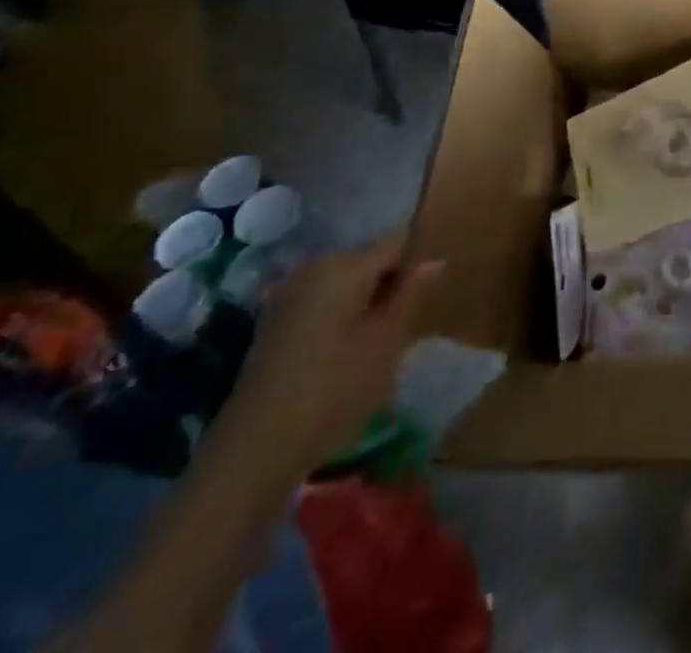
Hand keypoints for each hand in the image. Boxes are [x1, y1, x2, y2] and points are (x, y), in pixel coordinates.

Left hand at [214, 235, 442, 481]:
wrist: (255, 449)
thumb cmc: (335, 388)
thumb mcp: (388, 340)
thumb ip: (412, 293)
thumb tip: (435, 260)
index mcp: (345, 264)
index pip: (397, 242)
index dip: (416, 265)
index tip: (426, 298)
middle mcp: (314, 267)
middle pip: (368, 261)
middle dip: (389, 285)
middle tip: (402, 327)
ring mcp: (288, 294)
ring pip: (344, 284)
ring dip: (364, 304)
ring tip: (375, 344)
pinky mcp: (273, 323)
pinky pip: (321, 304)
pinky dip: (339, 319)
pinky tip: (342, 355)